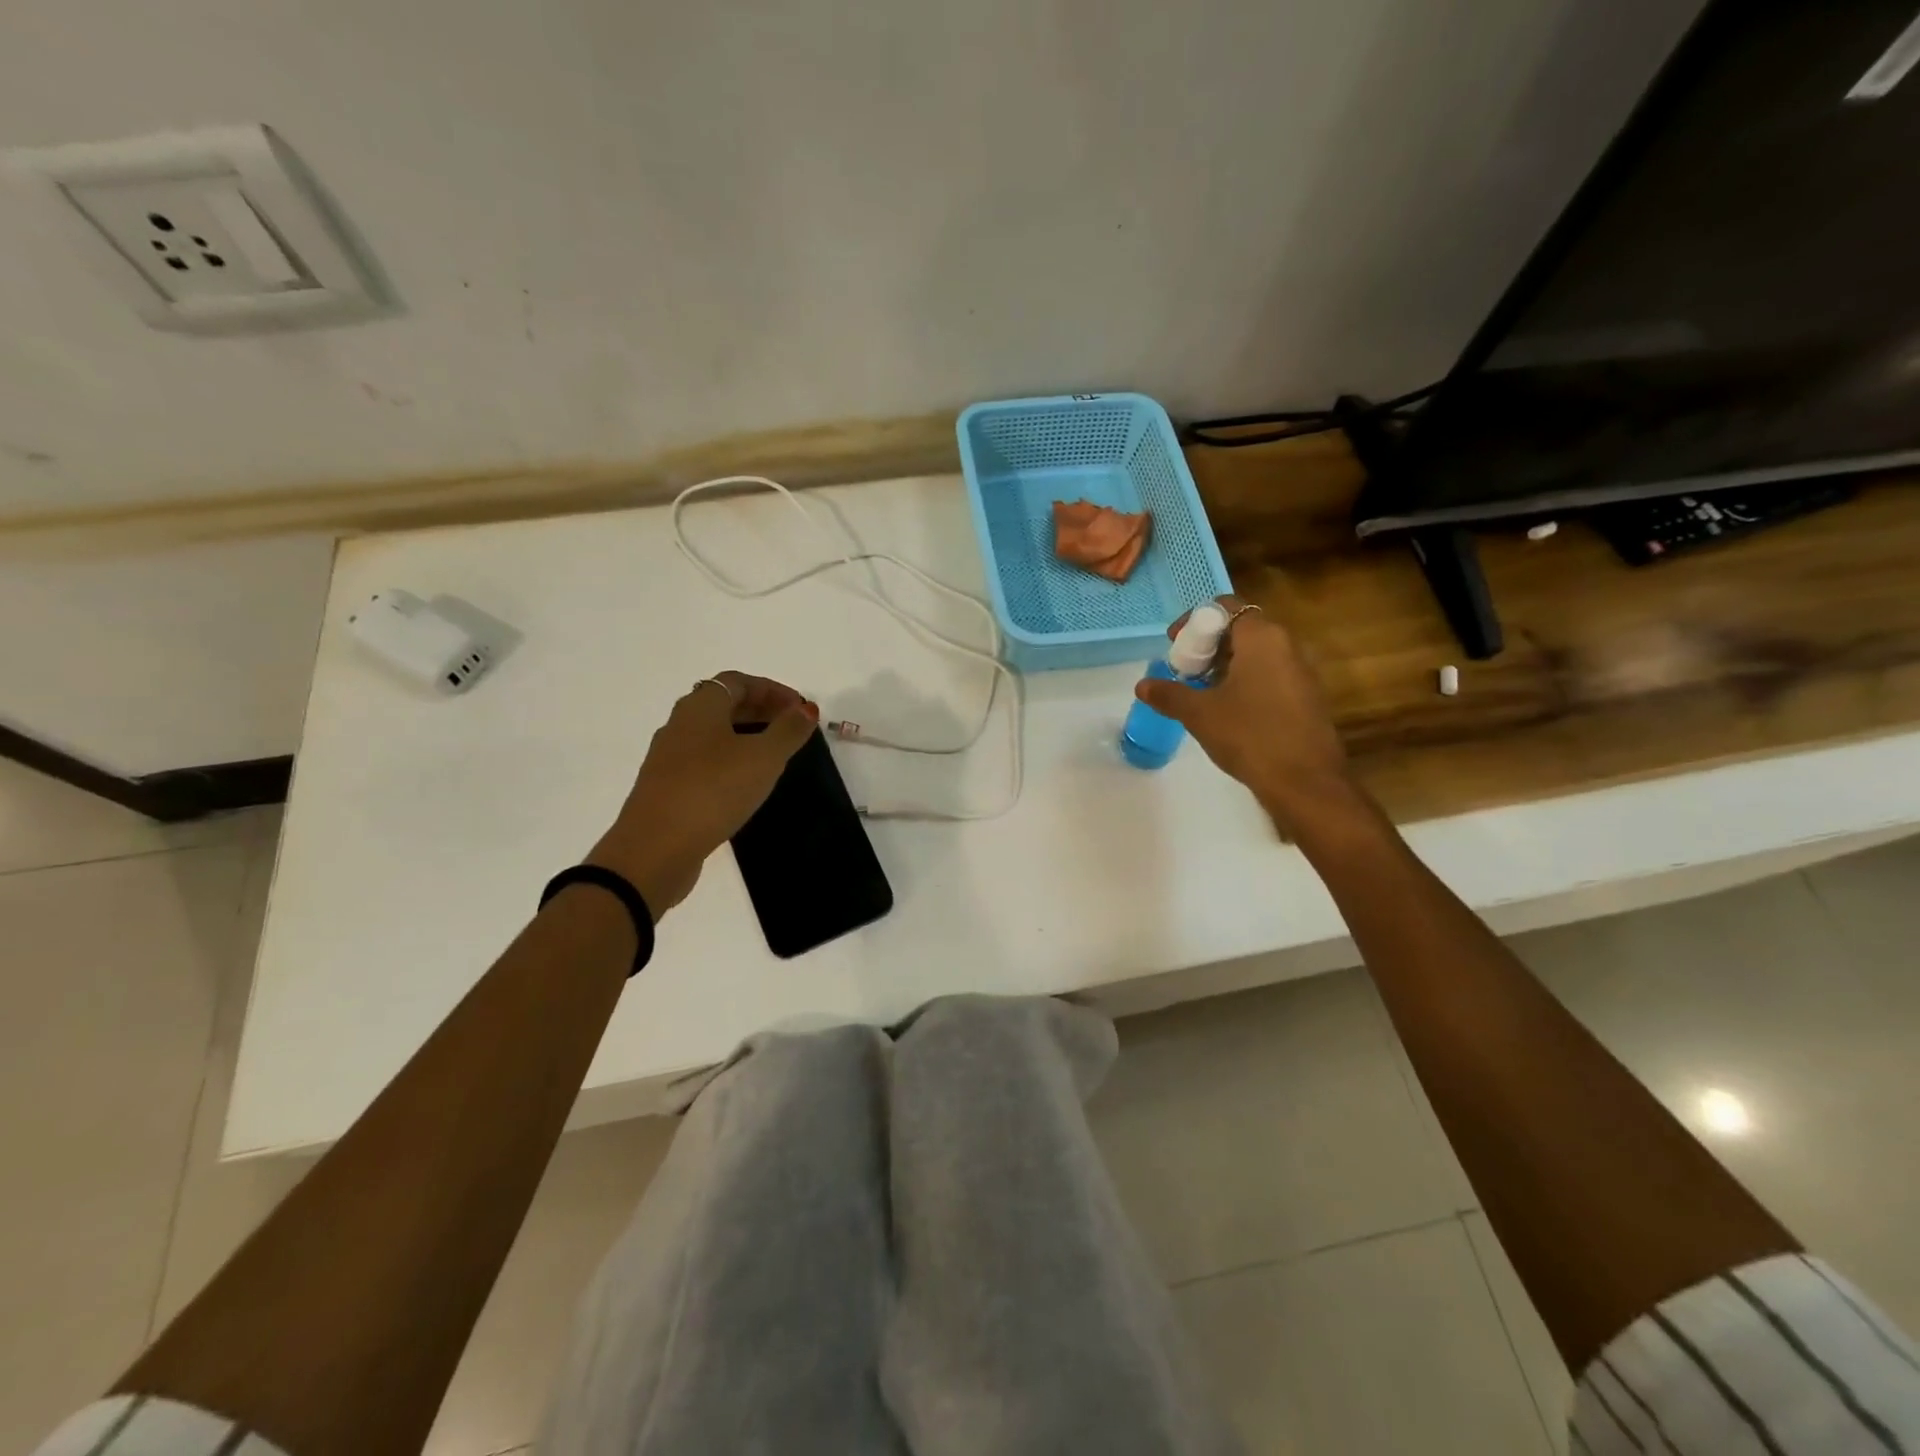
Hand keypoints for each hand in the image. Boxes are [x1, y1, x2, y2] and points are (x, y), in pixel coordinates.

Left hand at [589, 671, 817, 913]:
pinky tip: (744, 783)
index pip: (737, 682)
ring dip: (744, 736)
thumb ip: (788, 730)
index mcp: (700, 707)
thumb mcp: (763, 758)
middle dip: (759, 710)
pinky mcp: (666, 788)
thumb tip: (806, 708)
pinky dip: (729, 761)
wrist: (655, 849)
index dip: (772, 689)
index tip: (800, 709)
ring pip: (711, 734)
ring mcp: (668, 758)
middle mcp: (679, 725)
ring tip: (773, 755)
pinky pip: (703, 761)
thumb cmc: (713, 791)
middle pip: (722, 704)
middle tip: (791, 727)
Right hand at [1134, 597, 1369, 837]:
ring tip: (1199, 692)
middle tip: (1182, 670)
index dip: (1195, 621)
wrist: (1305, 782)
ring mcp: (1300, 671)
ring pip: (1255, 654)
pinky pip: (1269, 674)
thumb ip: (1169, 694)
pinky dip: (1244, 681)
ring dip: (1224, 665)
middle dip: (1207, 645)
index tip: (1174, 644)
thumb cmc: (1250, 736)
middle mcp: (1286, 645)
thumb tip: (1143, 685)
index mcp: (1262, 637)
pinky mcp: (1305, 696)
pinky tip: (1226, 710)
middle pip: (1240, 628)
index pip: (1226, 607)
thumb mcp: (1200, 714)